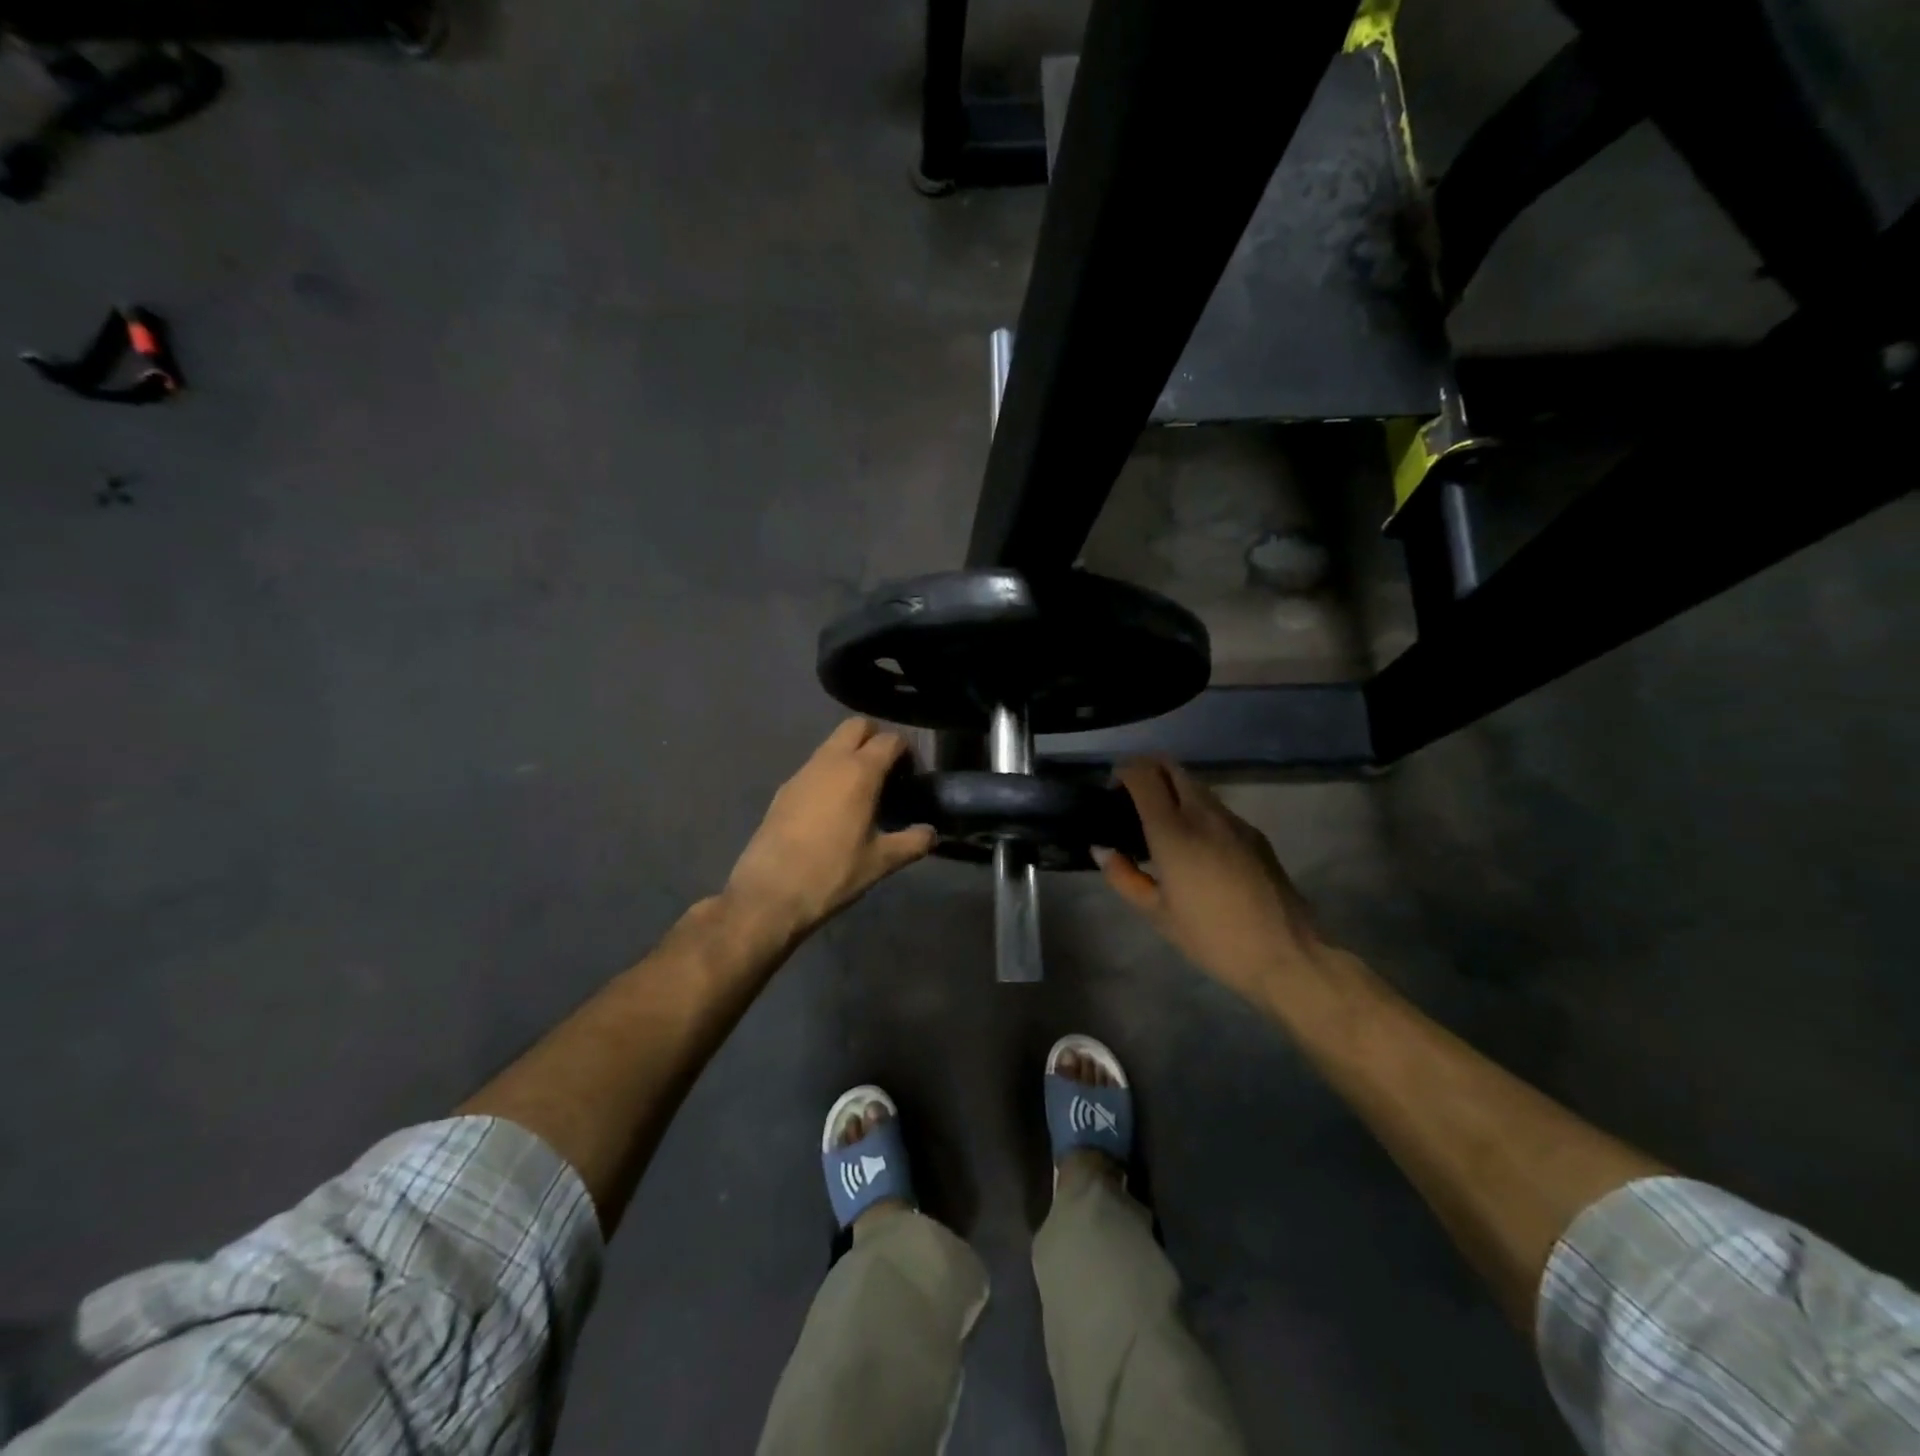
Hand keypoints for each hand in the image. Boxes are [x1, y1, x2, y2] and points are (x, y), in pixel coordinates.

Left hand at [724, 719, 934, 939]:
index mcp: (859, 772)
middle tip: (888, 771)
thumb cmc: (832, 873)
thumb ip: (912, 842)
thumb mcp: (880, 862)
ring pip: (832, 744)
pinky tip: (834, 808)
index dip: (907, 751)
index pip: (890, 740)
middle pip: (857, 727)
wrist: (769, 893)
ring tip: (863, 791)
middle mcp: (830, 761)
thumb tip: (931, 833)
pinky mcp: (784, 789)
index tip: (914, 774)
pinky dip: (829, 773)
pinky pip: (814, 767)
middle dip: (876, 738)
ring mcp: (802, 773)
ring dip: (850, 754)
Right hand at [1098, 758, 1326, 1003]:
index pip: (1144, 775)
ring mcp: (1233, 821)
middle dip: (1147, 771)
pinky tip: (1194, 847)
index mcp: (1173, 831)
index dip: (1123, 772)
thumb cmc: (1212, 938)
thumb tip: (1103, 850)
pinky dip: (1195, 811)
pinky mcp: (1254, 834)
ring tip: (1160, 825)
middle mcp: (1203, 814)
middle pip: (1171, 768)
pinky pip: (1215, 808)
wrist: (1286, 954)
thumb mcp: (1157, 915)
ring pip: (1195, 786)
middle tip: (1132, 800)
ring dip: (1172, 791)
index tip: (1112, 790)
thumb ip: (1124, 877)